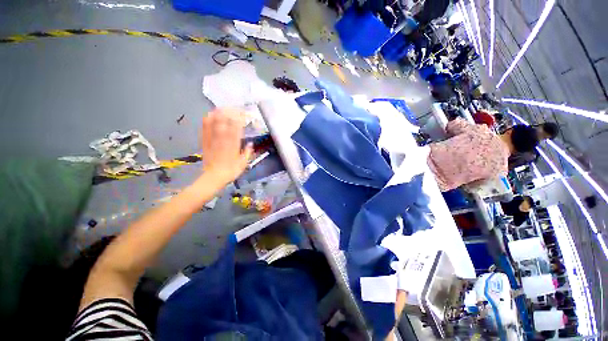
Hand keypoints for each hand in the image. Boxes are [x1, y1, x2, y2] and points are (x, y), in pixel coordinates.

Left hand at [200, 108, 252, 185]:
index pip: (237, 127)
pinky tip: (209, 114)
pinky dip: (207, 120)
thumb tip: (251, 143)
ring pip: (214, 122)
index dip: (239, 118)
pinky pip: (205, 128)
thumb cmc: (231, 171)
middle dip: (229, 113)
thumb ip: (247, 152)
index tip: (243, 114)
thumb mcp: (243, 163)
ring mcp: (213, 139)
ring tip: (222, 108)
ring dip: (218, 113)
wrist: (214, 177)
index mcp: (234, 144)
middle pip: (225, 121)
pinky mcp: (205, 141)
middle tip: (233, 108)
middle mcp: (223, 139)